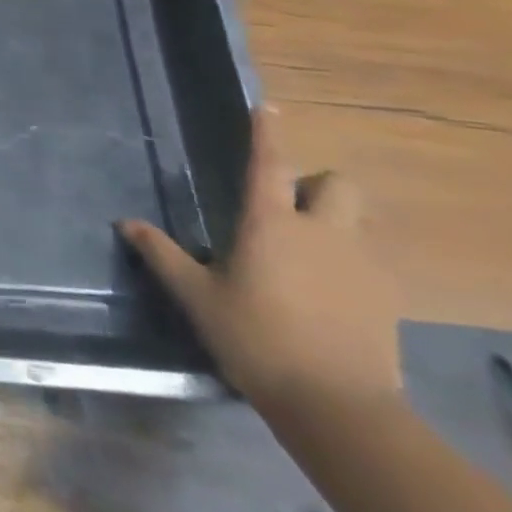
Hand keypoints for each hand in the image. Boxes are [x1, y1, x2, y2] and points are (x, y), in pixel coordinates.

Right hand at [120, 108, 402, 416]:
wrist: (338, 405)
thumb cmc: (256, 339)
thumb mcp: (197, 297)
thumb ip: (162, 255)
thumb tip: (126, 223)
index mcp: (270, 225)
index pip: (268, 163)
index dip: (266, 132)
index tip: (267, 106)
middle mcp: (321, 232)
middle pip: (335, 183)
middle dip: (313, 185)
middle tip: (285, 209)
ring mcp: (360, 264)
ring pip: (357, 219)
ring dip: (334, 221)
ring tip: (304, 253)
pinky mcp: (385, 297)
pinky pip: (368, 259)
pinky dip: (347, 261)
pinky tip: (324, 293)